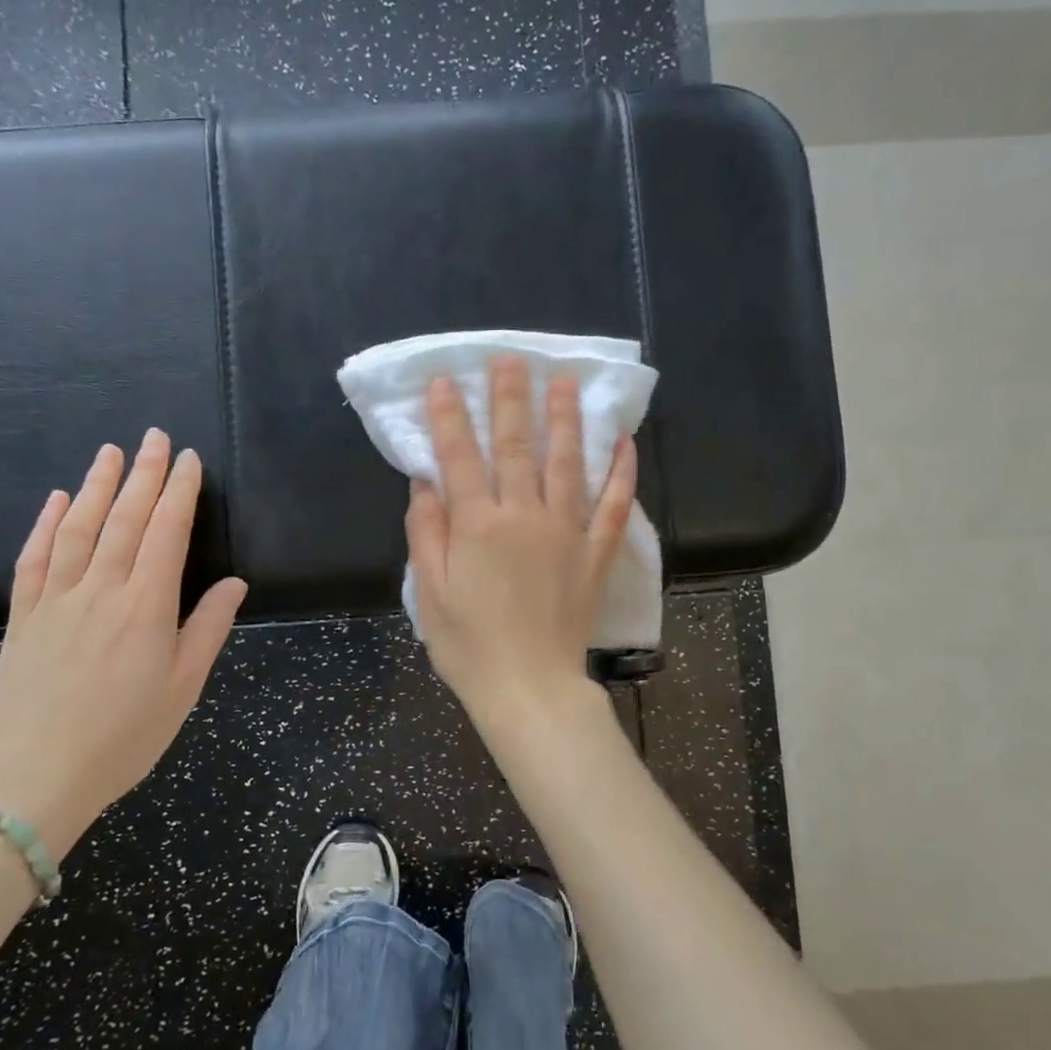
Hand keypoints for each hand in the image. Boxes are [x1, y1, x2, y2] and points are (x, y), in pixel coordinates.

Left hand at [0, 433, 247, 857]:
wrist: (33, 779)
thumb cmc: (123, 736)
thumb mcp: (183, 688)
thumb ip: (208, 629)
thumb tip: (234, 583)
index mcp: (146, 605)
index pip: (166, 532)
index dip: (180, 492)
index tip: (190, 459)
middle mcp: (101, 589)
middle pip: (124, 518)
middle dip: (144, 474)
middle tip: (155, 437)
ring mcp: (55, 599)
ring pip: (78, 527)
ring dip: (96, 485)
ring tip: (111, 452)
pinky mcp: (22, 616)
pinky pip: (34, 558)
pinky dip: (44, 524)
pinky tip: (54, 500)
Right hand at [405, 357, 636, 732]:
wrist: (529, 689)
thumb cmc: (470, 645)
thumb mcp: (430, 592)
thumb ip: (428, 531)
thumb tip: (426, 482)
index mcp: (479, 526)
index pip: (460, 457)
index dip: (451, 416)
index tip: (446, 380)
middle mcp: (525, 516)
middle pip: (516, 446)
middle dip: (510, 400)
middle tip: (511, 360)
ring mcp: (567, 533)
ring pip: (567, 463)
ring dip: (564, 419)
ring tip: (564, 382)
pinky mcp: (595, 553)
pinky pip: (613, 505)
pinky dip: (621, 472)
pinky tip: (624, 442)